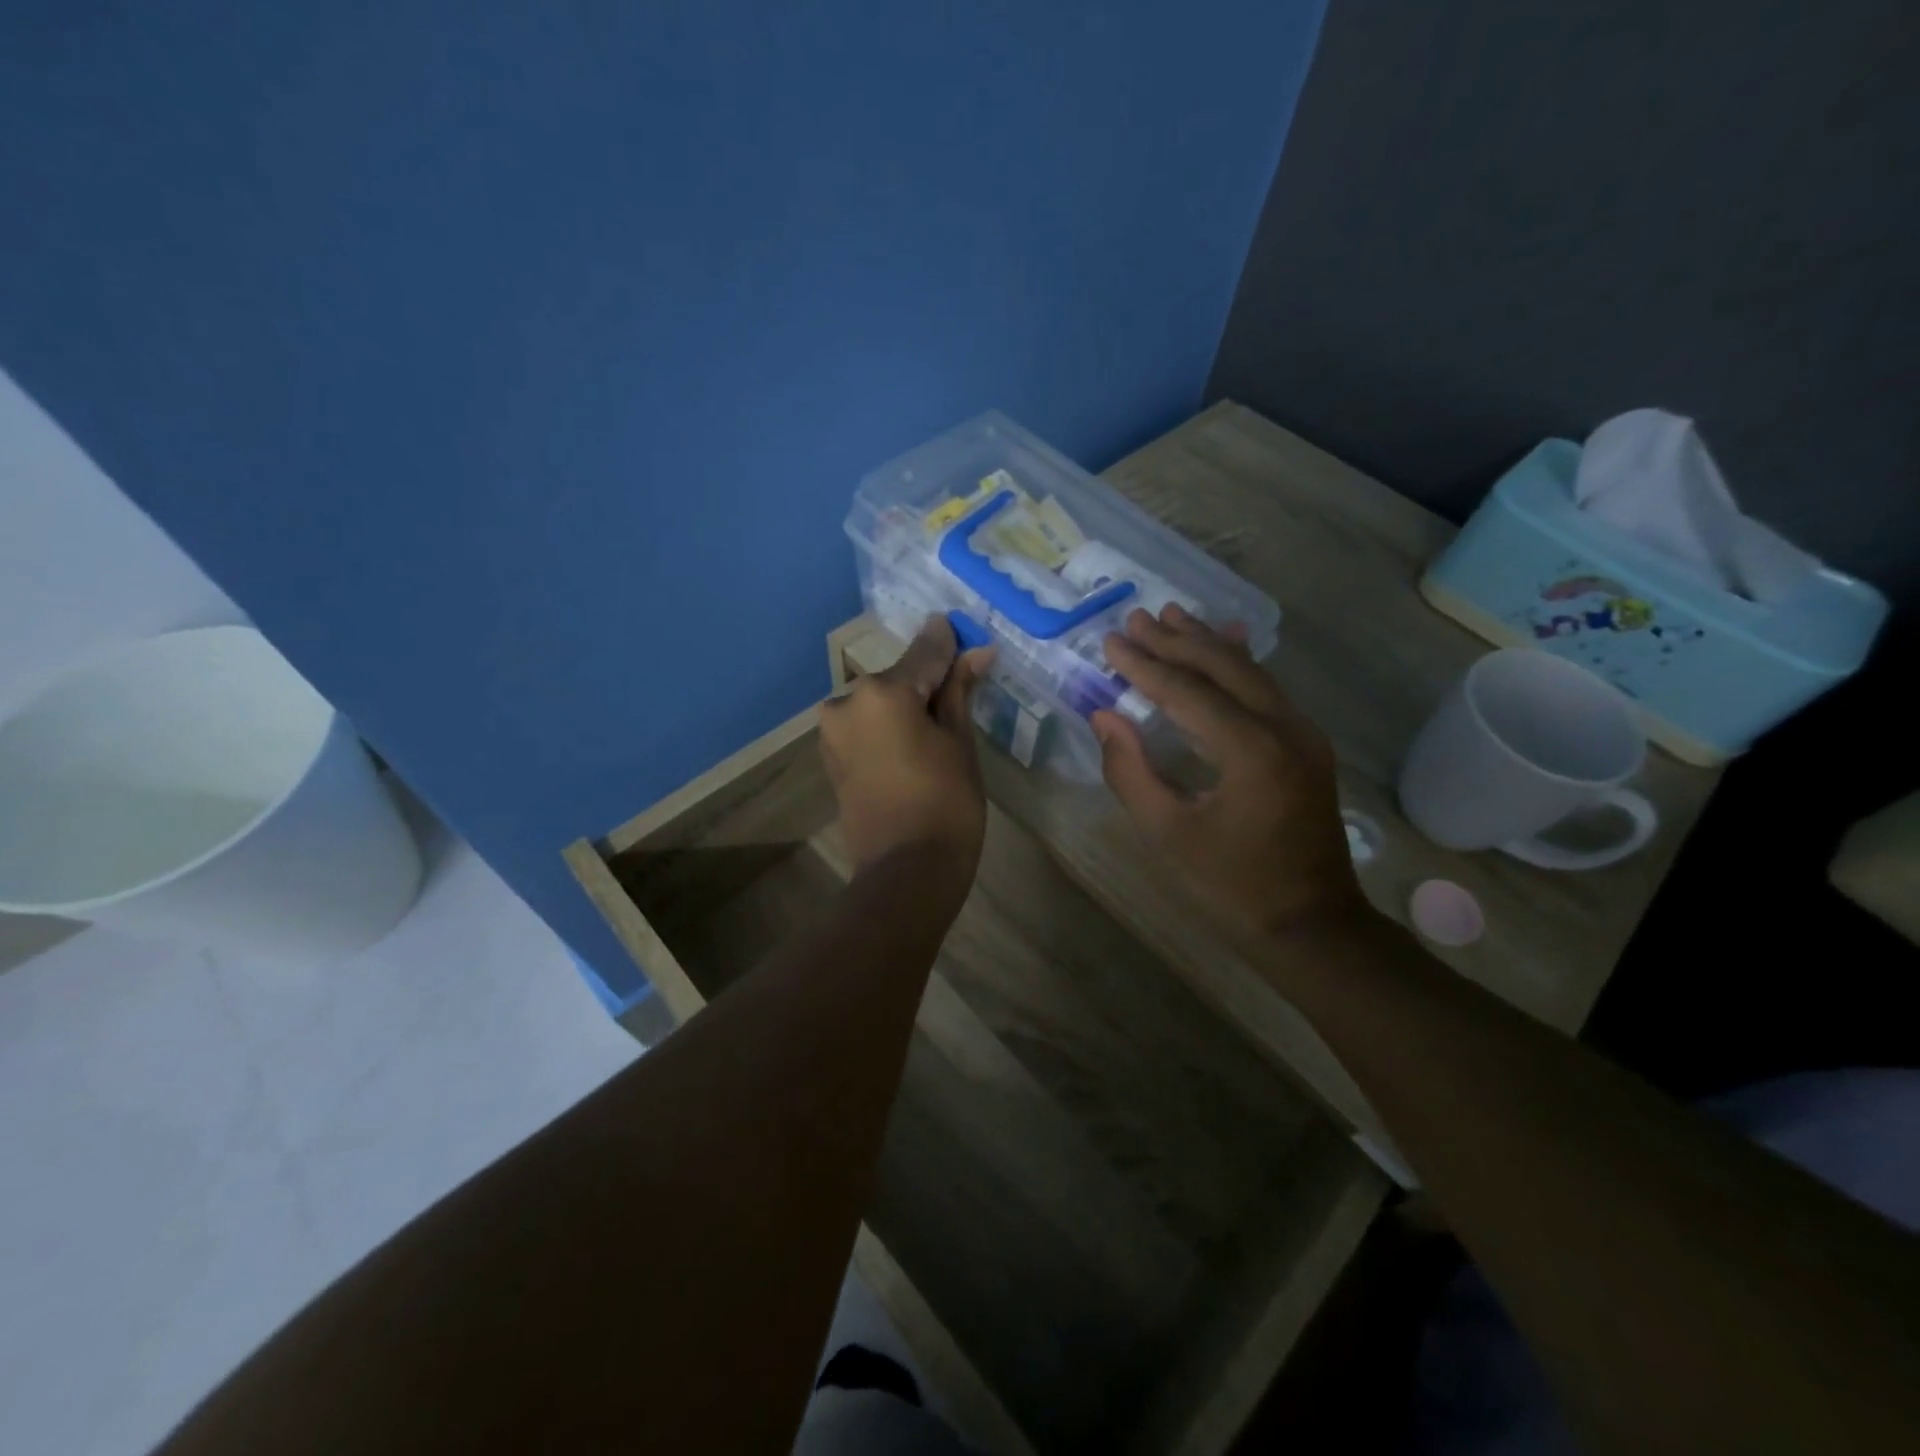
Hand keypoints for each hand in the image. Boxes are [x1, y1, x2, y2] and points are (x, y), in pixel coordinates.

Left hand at [820, 615, 994, 887]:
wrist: (906, 871)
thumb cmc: (946, 803)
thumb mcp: (959, 741)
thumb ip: (958, 691)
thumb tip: (975, 652)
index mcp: (882, 692)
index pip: (924, 653)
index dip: (949, 644)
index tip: (964, 632)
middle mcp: (848, 702)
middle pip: (898, 679)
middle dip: (927, 681)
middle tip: (961, 689)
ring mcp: (833, 731)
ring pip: (880, 704)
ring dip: (906, 705)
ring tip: (938, 726)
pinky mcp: (831, 757)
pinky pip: (866, 727)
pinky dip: (888, 727)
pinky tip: (913, 744)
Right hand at [1092, 604, 1363, 944]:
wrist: (1312, 923)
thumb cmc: (1231, 886)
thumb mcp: (1167, 833)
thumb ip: (1129, 771)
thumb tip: (1104, 716)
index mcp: (1249, 751)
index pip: (1186, 692)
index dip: (1144, 665)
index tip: (1110, 641)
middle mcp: (1284, 728)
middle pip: (1222, 668)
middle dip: (1175, 641)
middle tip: (1134, 619)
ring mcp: (1303, 733)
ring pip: (1249, 671)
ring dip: (1206, 643)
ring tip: (1171, 615)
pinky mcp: (1307, 744)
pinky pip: (1267, 690)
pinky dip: (1238, 663)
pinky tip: (1226, 641)